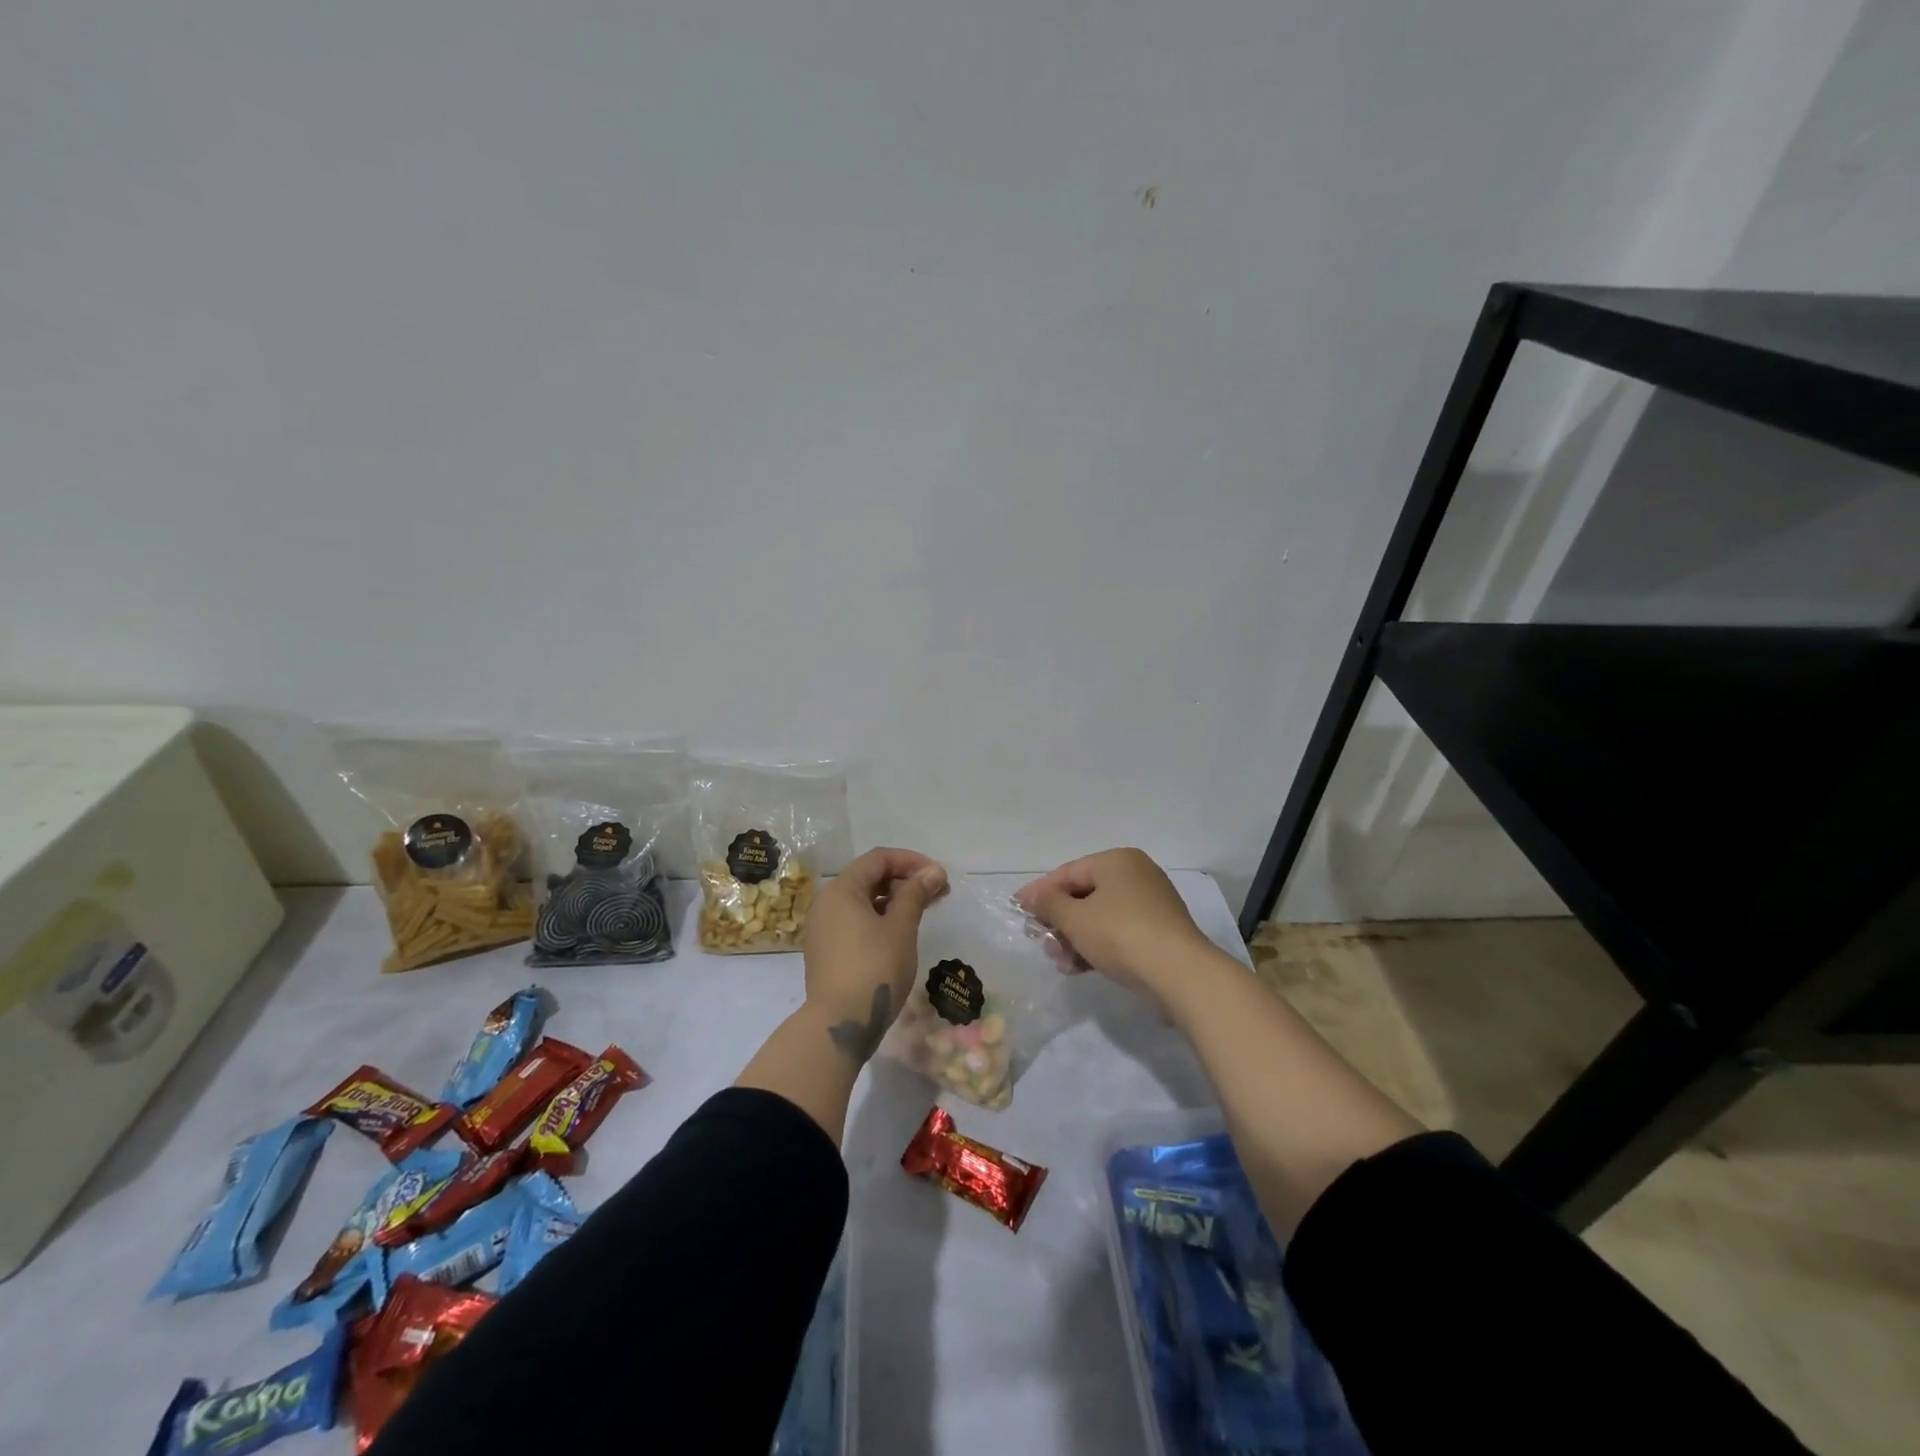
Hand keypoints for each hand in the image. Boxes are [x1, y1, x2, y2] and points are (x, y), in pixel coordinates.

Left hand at [803, 847, 948, 1062]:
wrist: (839, 1024)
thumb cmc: (874, 968)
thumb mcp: (901, 928)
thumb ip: (916, 894)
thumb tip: (933, 871)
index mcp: (842, 889)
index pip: (879, 859)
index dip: (912, 861)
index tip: (939, 877)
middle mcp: (827, 903)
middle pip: (869, 877)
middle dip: (905, 880)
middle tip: (937, 894)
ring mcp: (823, 928)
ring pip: (862, 900)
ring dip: (894, 900)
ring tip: (923, 912)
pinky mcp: (826, 951)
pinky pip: (855, 921)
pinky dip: (879, 918)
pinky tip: (900, 932)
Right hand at [1016, 848, 1213, 1007]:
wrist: (1180, 975)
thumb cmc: (1121, 935)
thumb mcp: (1075, 918)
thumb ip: (1049, 904)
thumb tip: (1031, 895)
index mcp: (1118, 861)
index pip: (1068, 872)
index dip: (1040, 891)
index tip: (1018, 909)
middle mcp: (1136, 875)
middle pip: (1084, 895)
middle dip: (1059, 921)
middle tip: (1041, 941)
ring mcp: (1151, 905)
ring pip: (1100, 917)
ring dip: (1075, 938)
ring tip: (1061, 962)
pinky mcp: (1159, 933)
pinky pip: (1118, 933)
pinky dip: (1097, 946)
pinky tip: (1081, 968)